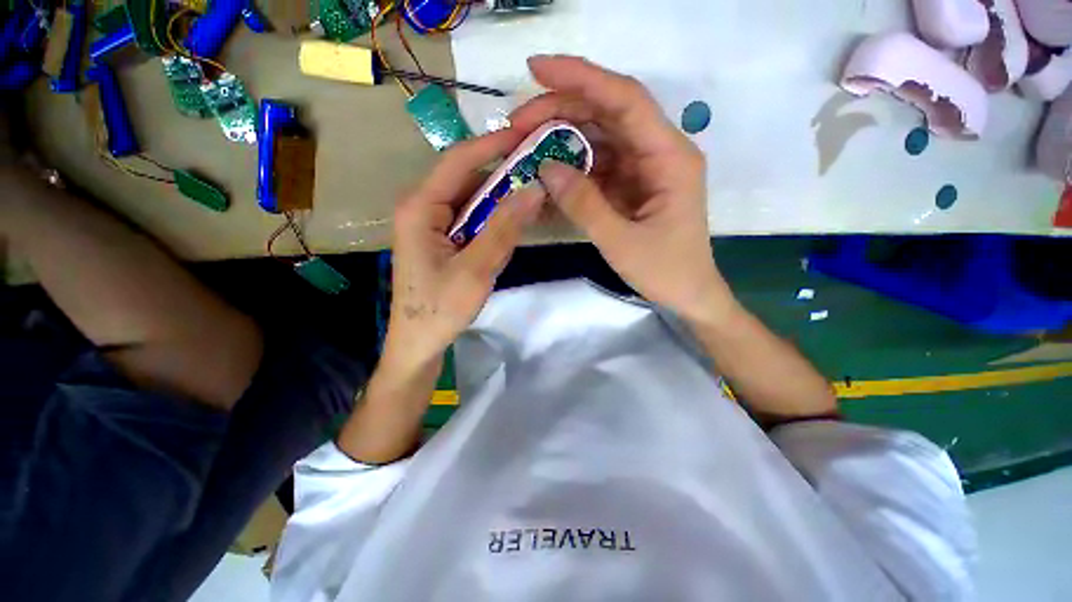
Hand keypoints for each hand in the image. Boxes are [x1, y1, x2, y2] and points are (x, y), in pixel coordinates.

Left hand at [385, 130, 545, 369]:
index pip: (458, 161)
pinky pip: (470, 219)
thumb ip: (504, 228)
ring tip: (534, 193)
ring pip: (470, 200)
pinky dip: (493, 218)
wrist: (418, 342)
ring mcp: (431, 224)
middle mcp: (422, 208)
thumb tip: (534, 189)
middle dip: (502, 173)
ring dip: (500, 197)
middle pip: (466, 179)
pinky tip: (514, 221)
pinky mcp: (441, 239)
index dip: (492, 144)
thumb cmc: (440, 309)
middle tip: (539, 168)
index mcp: (420, 207)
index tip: (526, 135)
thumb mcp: (476, 269)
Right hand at [511, 56, 735, 324]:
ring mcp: (645, 168)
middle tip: (519, 121)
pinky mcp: (633, 184)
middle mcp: (659, 152)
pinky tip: (549, 169)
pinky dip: (573, 165)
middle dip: (562, 109)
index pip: (625, 100)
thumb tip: (545, 168)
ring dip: (564, 137)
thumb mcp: (620, 242)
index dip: (581, 78)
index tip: (536, 70)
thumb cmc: (665, 271)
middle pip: (608, 113)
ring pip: (601, 137)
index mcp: (669, 157)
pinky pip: (600, 164)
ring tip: (527, 143)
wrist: (687, 293)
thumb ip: (583, 205)